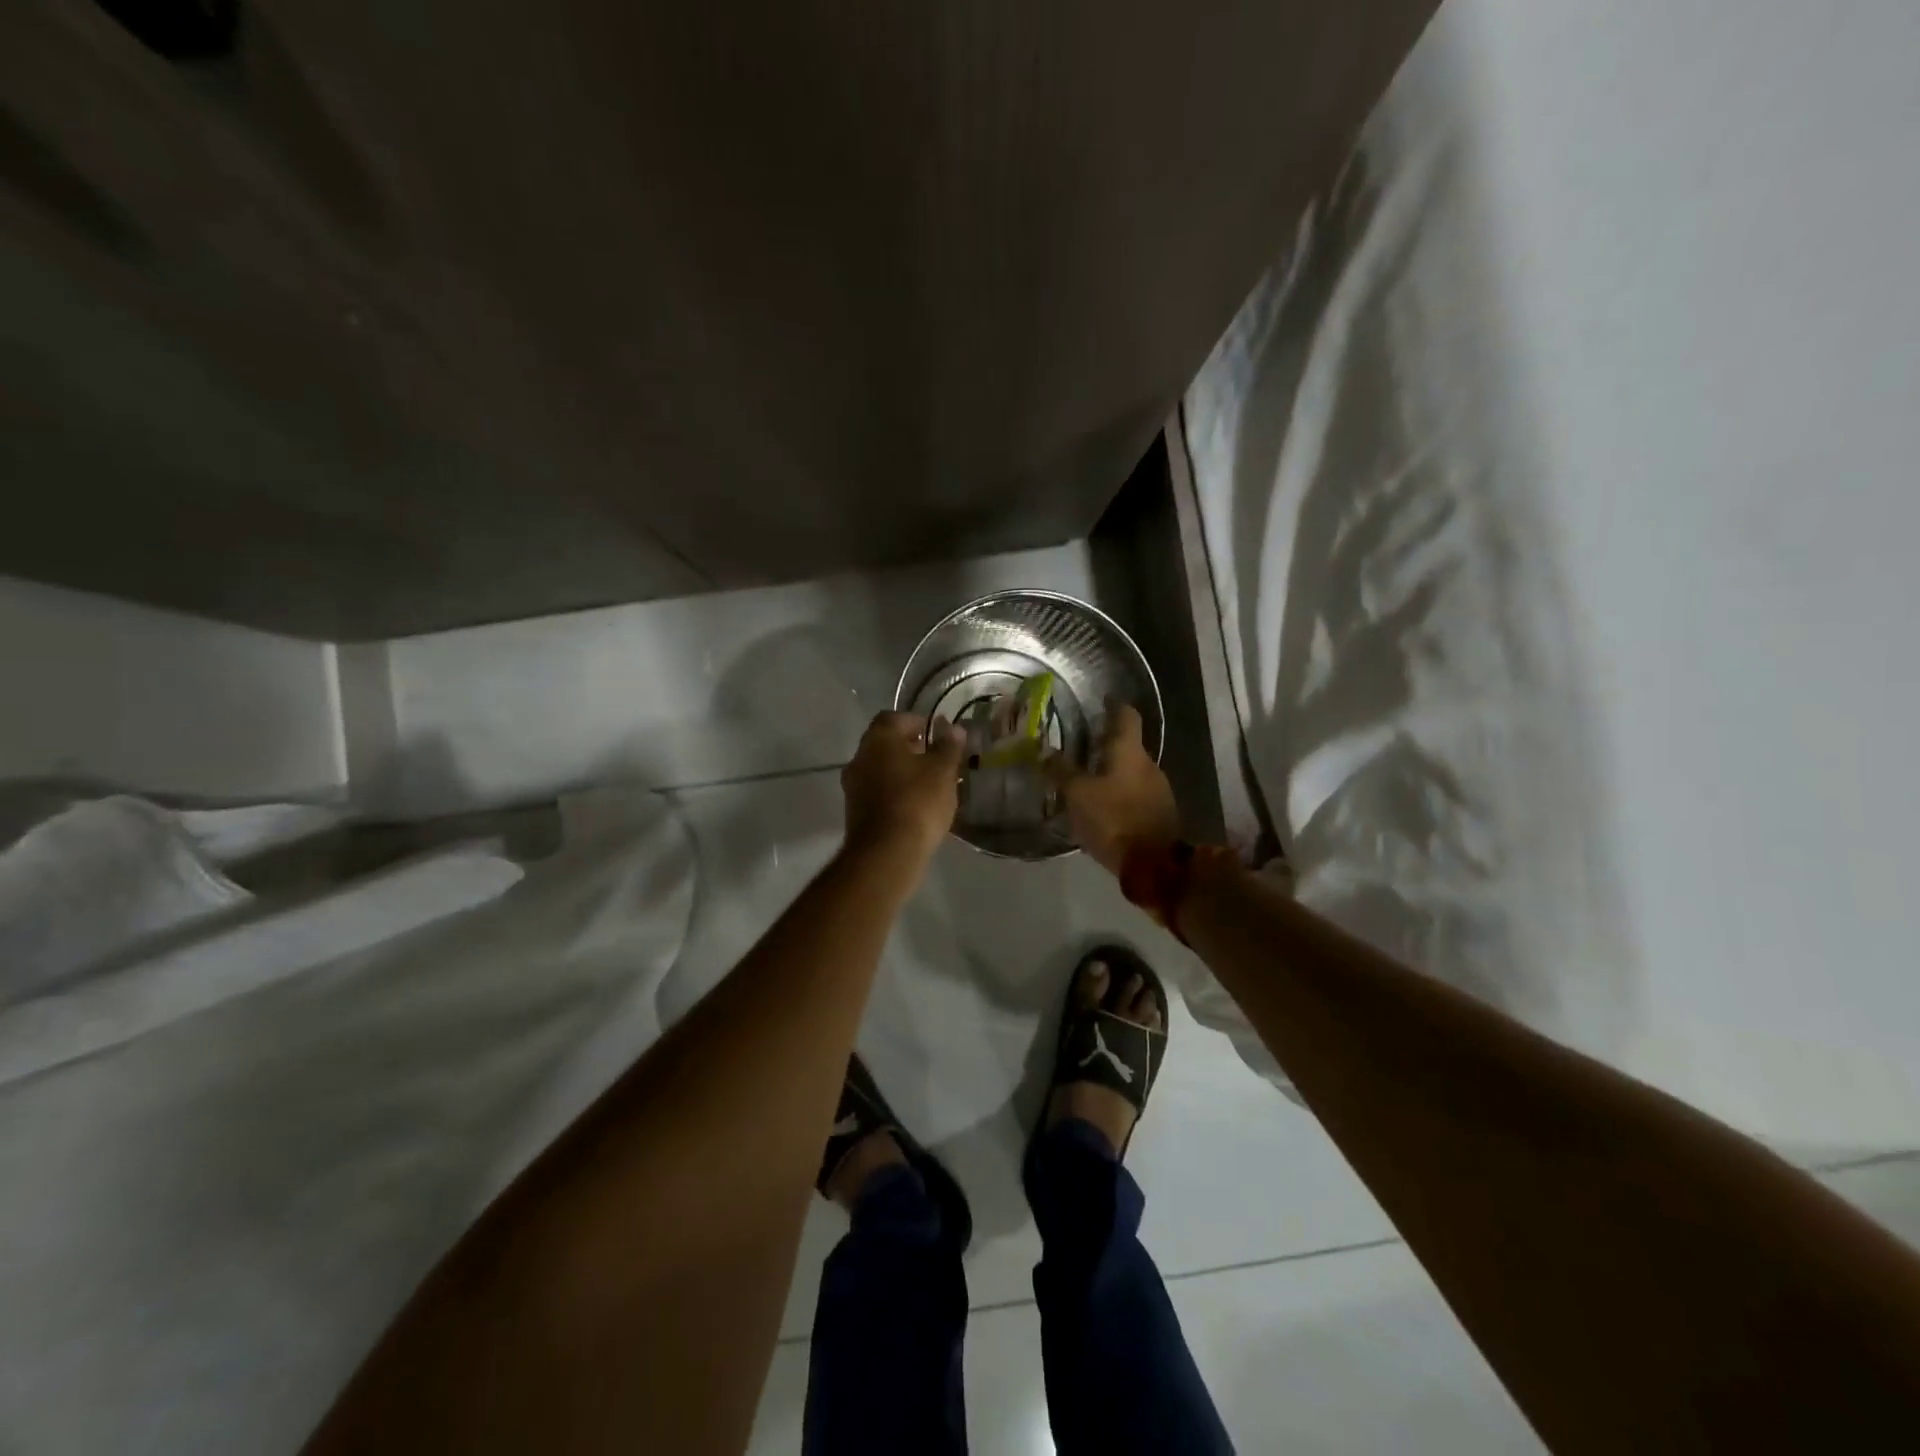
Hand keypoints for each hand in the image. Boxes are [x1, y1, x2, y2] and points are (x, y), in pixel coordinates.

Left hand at [841, 711, 965, 862]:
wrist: (886, 852)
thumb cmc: (917, 801)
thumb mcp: (943, 771)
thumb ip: (948, 747)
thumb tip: (953, 728)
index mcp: (878, 739)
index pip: (894, 718)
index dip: (916, 722)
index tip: (936, 733)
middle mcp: (859, 757)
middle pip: (885, 744)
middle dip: (909, 748)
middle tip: (936, 758)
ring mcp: (853, 786)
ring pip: (880, 769)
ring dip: (901, 771)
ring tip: (929, 784)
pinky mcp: (855, 812)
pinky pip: (877, 792)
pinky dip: (894, 792)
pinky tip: (915, 805)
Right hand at [1046, 701, 1180, 875]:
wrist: (1154, 866)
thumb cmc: (1114, 820)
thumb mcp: (1078, 795)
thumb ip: (1060, 771)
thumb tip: (1042, 750)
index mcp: (1130, 752)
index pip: (1126, 716)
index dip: (1113, 705)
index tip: (1100, 701)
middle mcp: (1148, 765)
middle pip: (1127, 745)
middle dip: (1105, 744)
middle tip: (1078, 745)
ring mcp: (1158, 790)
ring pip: (1130, 771)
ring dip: (1110, 771)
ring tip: (1084, 778)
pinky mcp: (1158, 814)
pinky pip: (1134, 794)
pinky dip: (1117, 793)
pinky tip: (1100, 805)